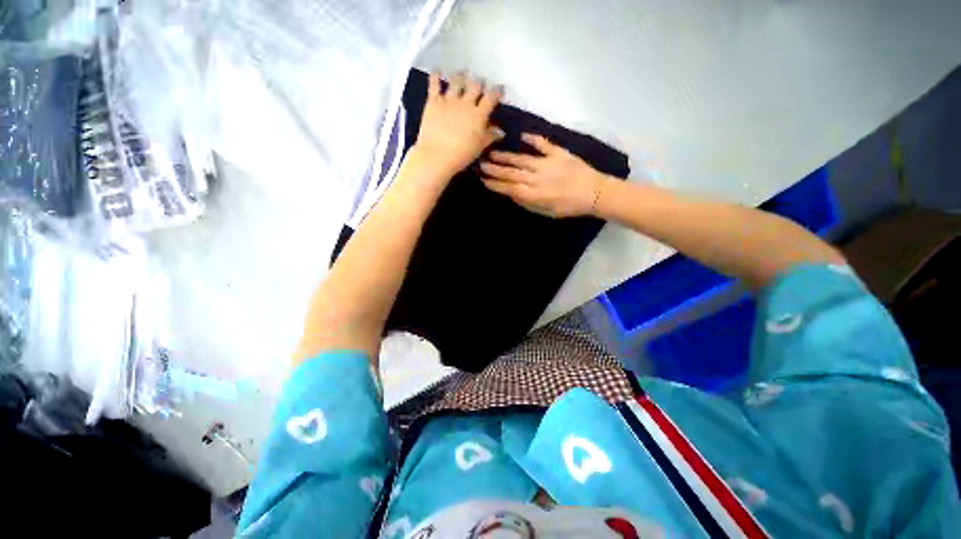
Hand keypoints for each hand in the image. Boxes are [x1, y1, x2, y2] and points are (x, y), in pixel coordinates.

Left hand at [413, 71, 504, 178]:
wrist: (437, 155)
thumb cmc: (461, 155)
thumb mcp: (479, 147)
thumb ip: (490, 136)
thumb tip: (501, 132)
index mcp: (478, 115)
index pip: (491, 98)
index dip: (496, 91)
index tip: (499, 89)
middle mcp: (465, 103)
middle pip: (475, 85)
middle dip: (479, 82)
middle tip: (479, 82)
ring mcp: (449, 100)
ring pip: (457, 81)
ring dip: (461, 75)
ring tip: (462, 73)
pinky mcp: (434, 101)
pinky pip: (434, 84)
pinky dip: (435, 75)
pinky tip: (436, 69)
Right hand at [480, 134, 604, 217]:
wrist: (595, 193)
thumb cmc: (570, 207)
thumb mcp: (547, 213)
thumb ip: (528, 204)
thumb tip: (512, 195)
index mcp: (536, 194)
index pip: (510, 188)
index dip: (496, 184)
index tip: (484, 180)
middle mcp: (538, 177)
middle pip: (512, 173)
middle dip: (495, 169)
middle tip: (481, 164)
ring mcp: (548, 163)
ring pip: (522, 159)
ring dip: (506, 156)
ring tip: (492, 152)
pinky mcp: (559, 153)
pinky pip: (544, 144)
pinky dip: (534, 139)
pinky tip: (523, 136)